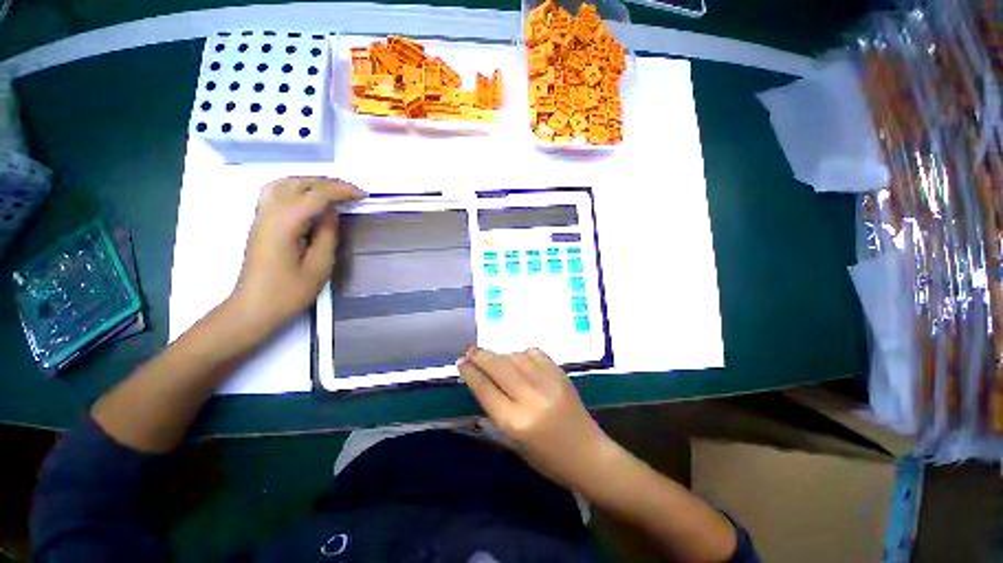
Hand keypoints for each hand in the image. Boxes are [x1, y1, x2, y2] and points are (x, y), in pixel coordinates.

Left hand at [231, 176, 364, 330]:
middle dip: (329, 184)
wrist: (254, 307)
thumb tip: (332, 212)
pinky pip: (276, 192)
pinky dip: (297, 188)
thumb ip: (328, 234)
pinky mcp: (260, 222)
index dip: (342, 191)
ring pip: (285, 183)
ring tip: (333, 193)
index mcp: (286, 222)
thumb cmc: (289, 292)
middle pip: (300, 183)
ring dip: (312, 183)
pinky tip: (309, 198)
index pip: (316, 194)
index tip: (363, 195)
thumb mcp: (319, 266)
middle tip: (352, 193)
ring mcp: (261, 215)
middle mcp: (270, 212)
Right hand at [458, 347, 615, 489]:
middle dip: (481, 356)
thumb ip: (497, 410)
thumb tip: (483, 382)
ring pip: (517, 357)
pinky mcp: (561, 374)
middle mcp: (530, 399)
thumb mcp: (514, 443)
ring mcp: (548, 383)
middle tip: (470, 350)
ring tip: (496, 359)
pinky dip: (524, 354)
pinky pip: (536, 354)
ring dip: (502, 355)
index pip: (485, 389)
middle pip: (499, 368)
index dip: (470, 373)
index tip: (461, 362)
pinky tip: (521, 359)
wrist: (589, 455)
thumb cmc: (547, 459)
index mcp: (515, 423)